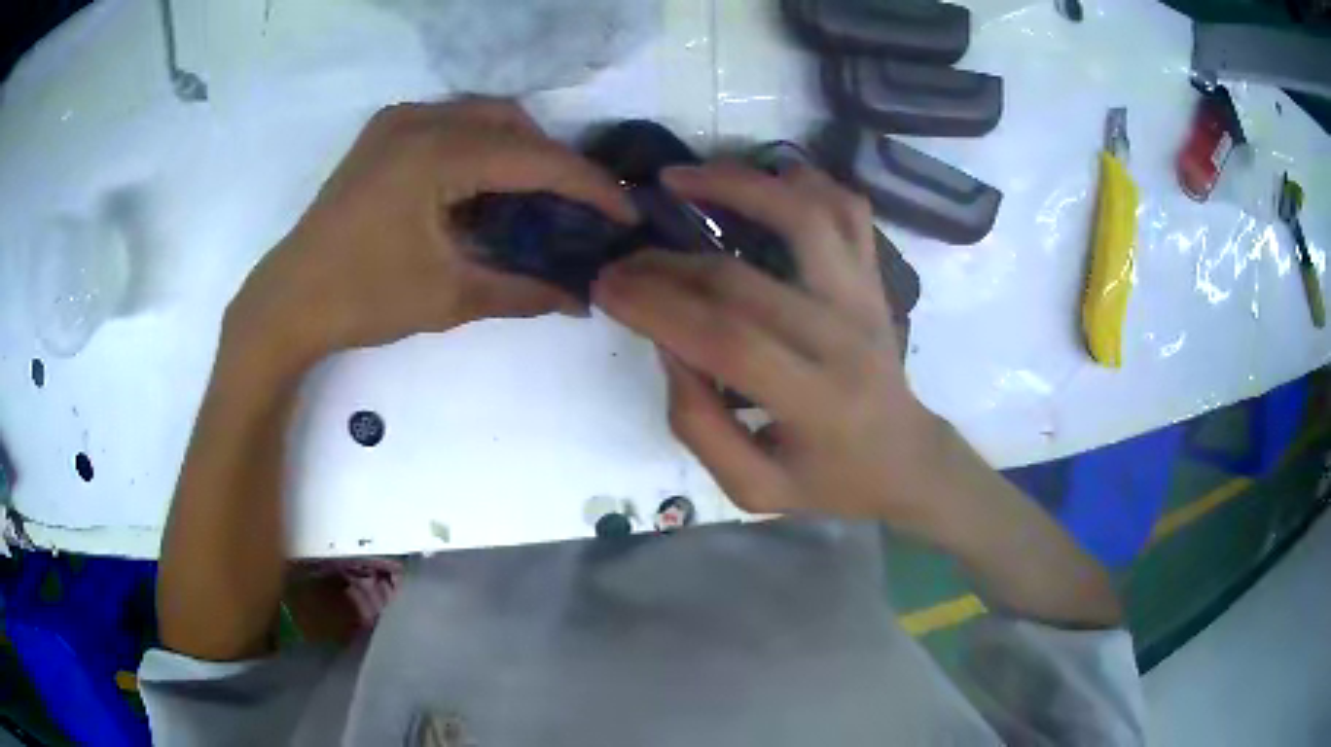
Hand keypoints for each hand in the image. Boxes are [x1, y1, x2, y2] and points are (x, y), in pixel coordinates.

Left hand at [226, 98, 635, 367]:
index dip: (588, 186)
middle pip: (513, 123)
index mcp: (436, 154)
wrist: (288, 301)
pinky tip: (482, 188)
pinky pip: (451, 123)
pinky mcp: (383, 133)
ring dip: (517, 151)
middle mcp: (420, 119)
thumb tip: (581, 300)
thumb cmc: (362, 299)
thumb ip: (523, 291)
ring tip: (532, 200)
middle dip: (553, 162)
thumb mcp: (449, 297)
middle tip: (574, 209)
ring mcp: (396, 120)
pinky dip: (481, 147)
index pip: (535, 159)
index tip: (625, 213)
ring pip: (482, 117)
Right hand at [593, 163, 950, 530]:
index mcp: (817, 402)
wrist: (905, 458)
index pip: (726, 339)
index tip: (606, 289)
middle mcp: (846, 338)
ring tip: (679, 178)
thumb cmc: (829, 482)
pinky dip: (807, 181)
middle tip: (620, 262)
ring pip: (806, 216)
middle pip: (744, 279)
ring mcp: (865, 298)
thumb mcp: (755, 489)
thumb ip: (700, 426)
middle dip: (666, 264)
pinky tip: (764, 177)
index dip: (657, 307)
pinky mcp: (873, 278)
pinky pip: (848, 210)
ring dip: (738, 185)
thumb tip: (666, 345)